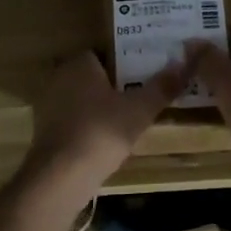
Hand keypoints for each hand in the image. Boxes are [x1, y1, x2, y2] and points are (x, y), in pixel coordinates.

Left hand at [26, 50, 190, 188]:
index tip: (145, 72)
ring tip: (131, 118)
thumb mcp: (140, 109)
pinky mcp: (46, 133)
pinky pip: (75, 121)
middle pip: (94, 77)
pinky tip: (108, 140)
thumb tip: (184, 63)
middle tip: (143, 94)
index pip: (103, 53)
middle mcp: (59, 79)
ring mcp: (49, 107)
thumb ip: (162, 86)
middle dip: (115, 85)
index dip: (125, 61)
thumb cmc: (101, 132)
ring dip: (102, 108)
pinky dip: (90, 126)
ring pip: (84, 100)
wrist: (61, 177)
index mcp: (79, 65)